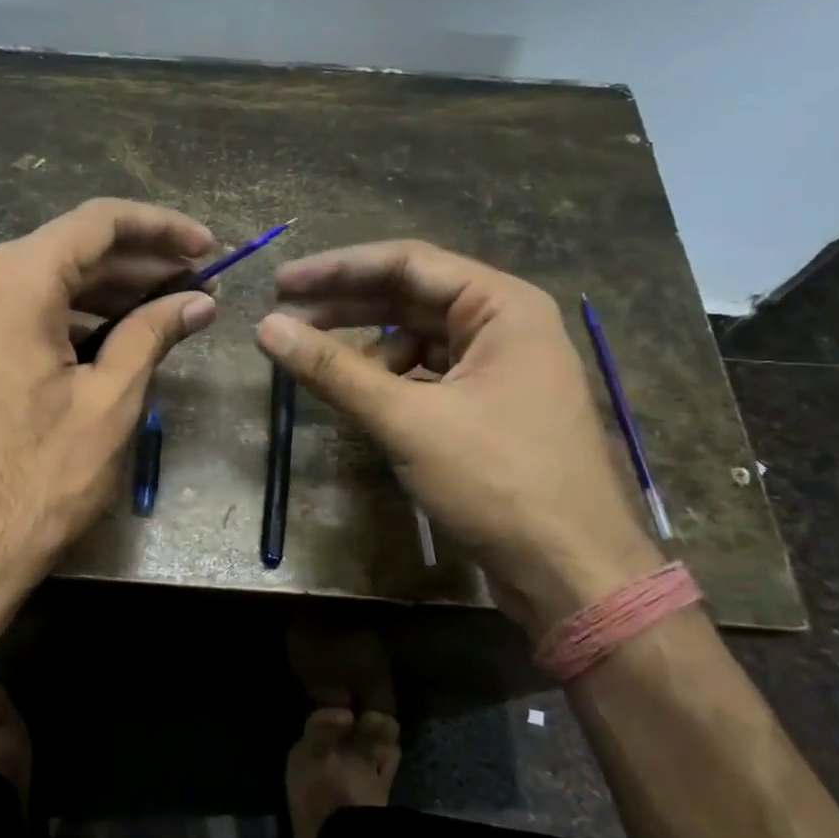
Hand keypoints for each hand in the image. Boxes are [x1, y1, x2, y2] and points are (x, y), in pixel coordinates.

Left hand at [0, 199, 215, 636]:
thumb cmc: (35, 481)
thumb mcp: (108, 404)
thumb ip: (153, 335)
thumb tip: (198, 301)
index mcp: (11, 280)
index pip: (98, 223)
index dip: (161, 228)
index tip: (208, 247)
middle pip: (67, 250)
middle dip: (136, 263)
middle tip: (195, 282)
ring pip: (40, 282)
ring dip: (102, 292)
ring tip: (163, 308)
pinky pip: (14, 311)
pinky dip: (64, 317)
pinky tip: (108, 336)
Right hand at [255, 241, 661, 636]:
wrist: (572, 573)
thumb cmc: (498, 483)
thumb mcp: (407, 421)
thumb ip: (333, 369)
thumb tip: (266, 328)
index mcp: (502, 306)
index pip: (407, 263)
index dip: (337, 269)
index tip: (281, 283)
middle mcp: (505, 325)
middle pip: (410, 297)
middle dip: (345, 306)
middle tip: (282, 315)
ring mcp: (501, 368)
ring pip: (418, 338)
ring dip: (364, 346)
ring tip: (315, 362)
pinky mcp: (491, 407)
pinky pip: (428, 375)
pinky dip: (389, 379)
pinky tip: (360, 395)